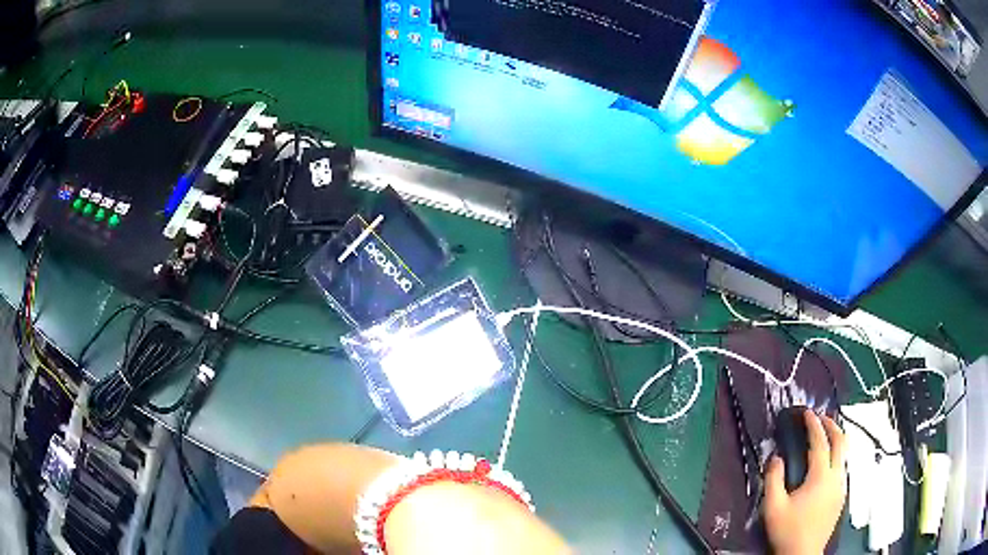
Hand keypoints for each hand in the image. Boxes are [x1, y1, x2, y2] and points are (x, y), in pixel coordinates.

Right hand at [763, 410, 846, 554]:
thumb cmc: (787, 531)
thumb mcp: (773, 507)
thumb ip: (773, 479)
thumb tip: (776, 457)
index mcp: (820, 477)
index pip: (820, 442)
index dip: (814, 424)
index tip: (808, 413)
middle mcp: (836, 477)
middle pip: (841, 441)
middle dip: (832, 425)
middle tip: (820, 418)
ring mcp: (841, 487)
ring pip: (845, 454)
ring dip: (837, 440)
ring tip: (825, 437)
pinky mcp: (841, 497)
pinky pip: (843, 468)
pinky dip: (837, 456)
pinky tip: (827, 464)